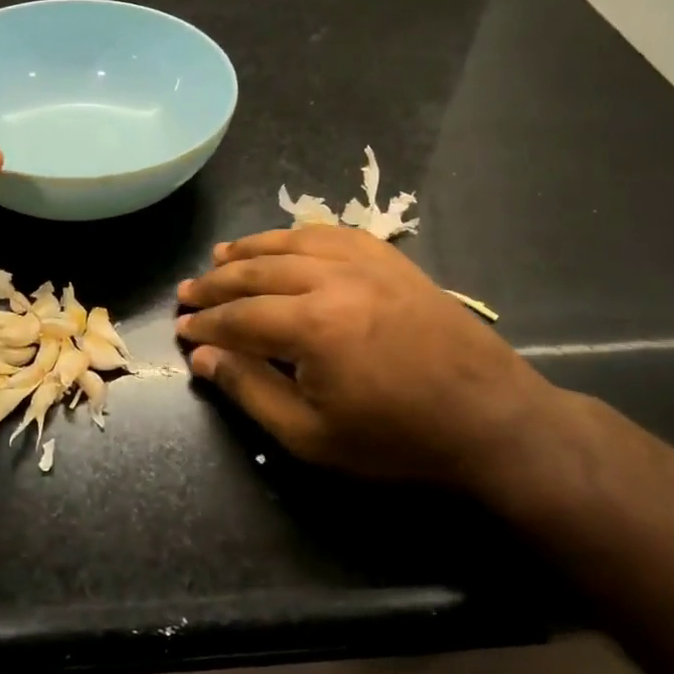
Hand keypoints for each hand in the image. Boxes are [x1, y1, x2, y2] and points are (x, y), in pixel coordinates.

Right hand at [175, 226, 562, 486]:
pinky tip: (287, 241)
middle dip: (217, 282)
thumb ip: (250, 390)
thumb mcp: (311, 435)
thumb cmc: (397, 440)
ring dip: (252, 249)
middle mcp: (334, 279)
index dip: (205, 324)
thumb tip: (202, 357)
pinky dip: (301, 235)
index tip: (180, 329)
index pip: (239, 316)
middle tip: (187, 292)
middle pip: (259, 272)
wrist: (492, 422)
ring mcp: (368, 264)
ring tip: (221, 256)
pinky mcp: (394, 262)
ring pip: (294, 243)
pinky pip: (337, 234)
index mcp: (313, 325)